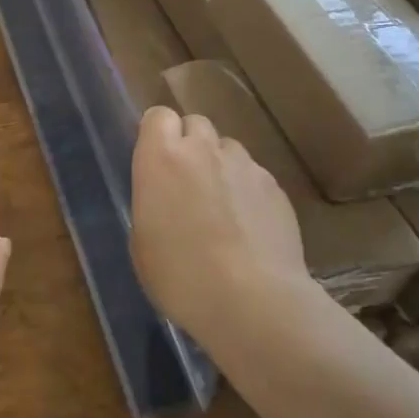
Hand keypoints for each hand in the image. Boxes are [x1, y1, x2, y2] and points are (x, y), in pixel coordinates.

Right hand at [131, 105, 320, 347]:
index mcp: (161, 158)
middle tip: (186, 183)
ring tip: (221, 206)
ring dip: (220, 166)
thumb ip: (152, 201)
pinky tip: (249, 227)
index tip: (155, 161)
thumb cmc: (181, 275)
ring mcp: (244, 166)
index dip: (157, 134)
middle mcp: (203, 150)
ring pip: (228, 148)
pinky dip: (248, 191)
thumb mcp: (143, 240)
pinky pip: (254, 176)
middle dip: (190, 144)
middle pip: (196, 123)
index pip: (158, 116)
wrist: (253, 301)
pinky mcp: (276, 188)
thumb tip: (165, 196)